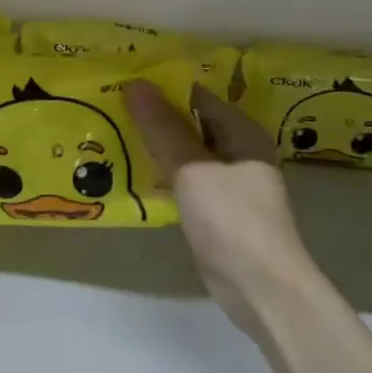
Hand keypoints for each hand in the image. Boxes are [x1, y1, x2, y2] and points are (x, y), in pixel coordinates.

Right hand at [121, 81, 313, 334]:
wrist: (261, 288)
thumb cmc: (231, 219)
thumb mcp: (192, 168)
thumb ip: (162, 127)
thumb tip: (135, 83)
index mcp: (241, 132)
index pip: (196, 96)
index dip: (161, 87)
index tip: (122, 83)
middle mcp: (238, 151)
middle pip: (190, 122)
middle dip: (154, 115)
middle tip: (110, 107)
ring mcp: (228, 182)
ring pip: (185, 152)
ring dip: (155, 145)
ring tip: (112, 133)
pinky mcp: (215, 209)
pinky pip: (184, 179)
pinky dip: (162, 173)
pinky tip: (132, 173)